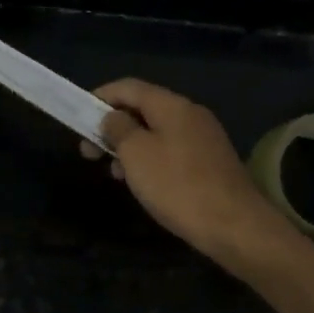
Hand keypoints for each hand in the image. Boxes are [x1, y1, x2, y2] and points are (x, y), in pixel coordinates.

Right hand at [81, 78, 299, 273]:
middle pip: (143, 108)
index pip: (128, 87)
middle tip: (89, 152)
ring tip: (113, 172)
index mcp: (172, 105)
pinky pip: (172, 149)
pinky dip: (150, 159)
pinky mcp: (211, 161)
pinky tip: (142, 183)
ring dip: (130, 146)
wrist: (235, 225)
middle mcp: (190, 113)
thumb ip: (119, 129)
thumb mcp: (137, 154)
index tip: (78, 117)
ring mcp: (204, 137)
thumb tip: (112, 117)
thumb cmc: (178, 186)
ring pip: (157, 131)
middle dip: (113, 127)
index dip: (100, 97)